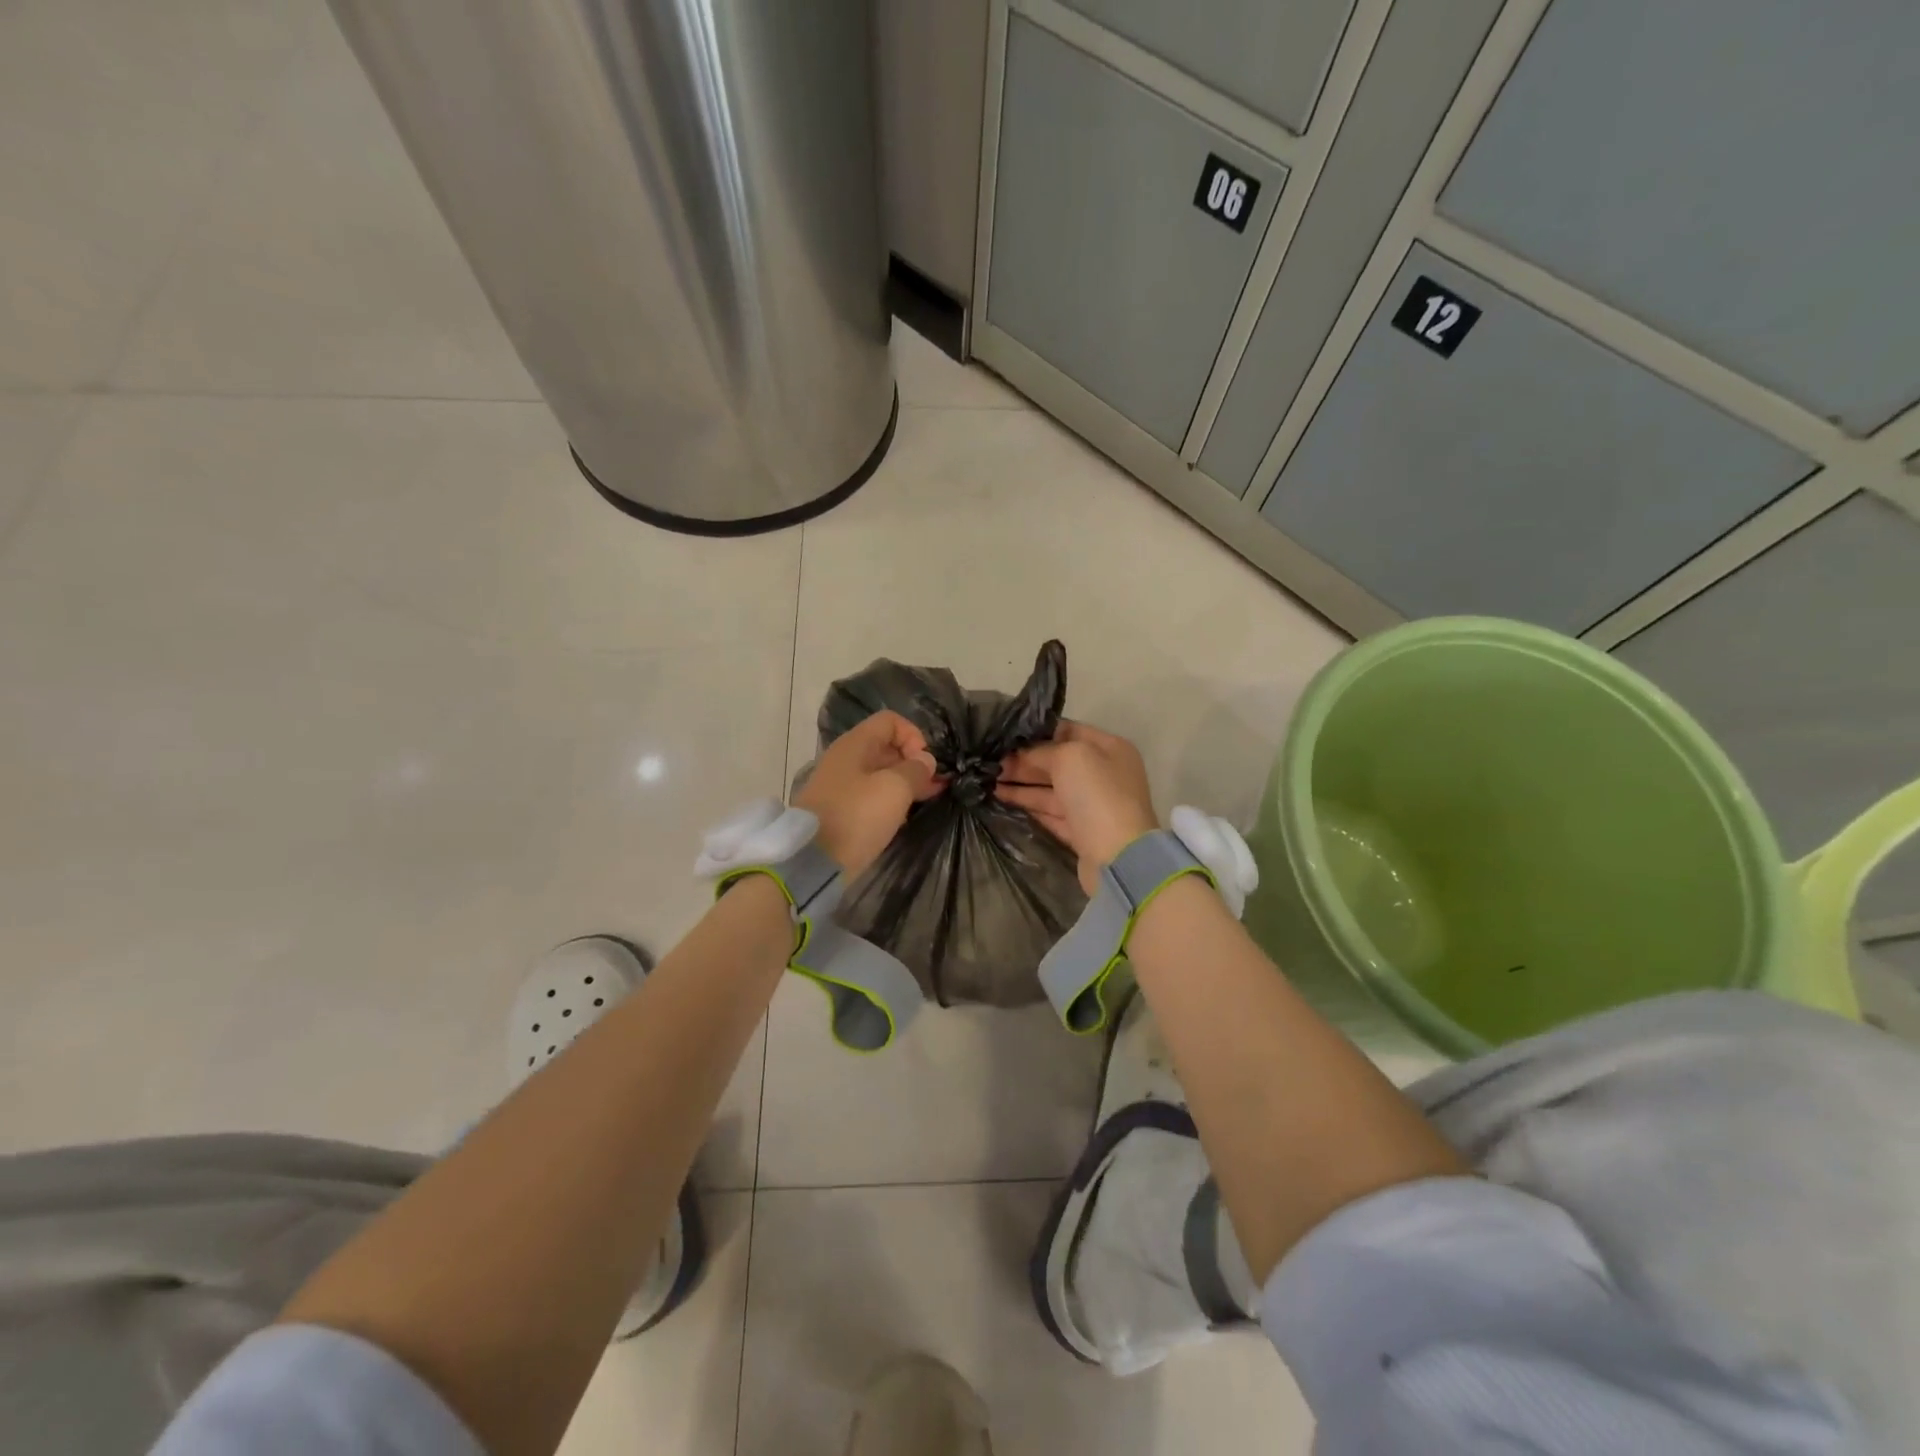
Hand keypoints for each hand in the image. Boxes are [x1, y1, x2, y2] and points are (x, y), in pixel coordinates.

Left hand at [795, 710, 941, 875]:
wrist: (812, 862)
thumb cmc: (856, 816)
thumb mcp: (894, 789)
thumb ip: (915, 770)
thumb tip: (925, 761)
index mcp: (855, 744)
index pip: (890, 721)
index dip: (914, 736)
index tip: (925, 763)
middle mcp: (846, 759)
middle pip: (886, 747)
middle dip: (913, 762)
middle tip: (935, 785)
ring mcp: (841, 786)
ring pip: (880, 773)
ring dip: (905, 783)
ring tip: (928, 799)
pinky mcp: (840, 811)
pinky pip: (871, 796)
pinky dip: (890, 800)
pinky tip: (905, 816)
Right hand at [996, 721, 1157, 892]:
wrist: (1118, 857)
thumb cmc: (1097, 795)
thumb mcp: (1069, 757)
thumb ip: (1043, 750)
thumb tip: (1022, 754)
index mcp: (1110, 748)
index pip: (1069, 731)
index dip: (1038, 733)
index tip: (1007, 737)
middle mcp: (1104, 774)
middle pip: (1058, 762)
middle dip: (1025, 761)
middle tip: (991, 763)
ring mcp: (1093, 805)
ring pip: (1051, 789)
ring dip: (1021, 784)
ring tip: (989, 781)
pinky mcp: (1082, 832)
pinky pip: (1051, 813)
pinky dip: (1029, 805)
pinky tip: (1003, 798)